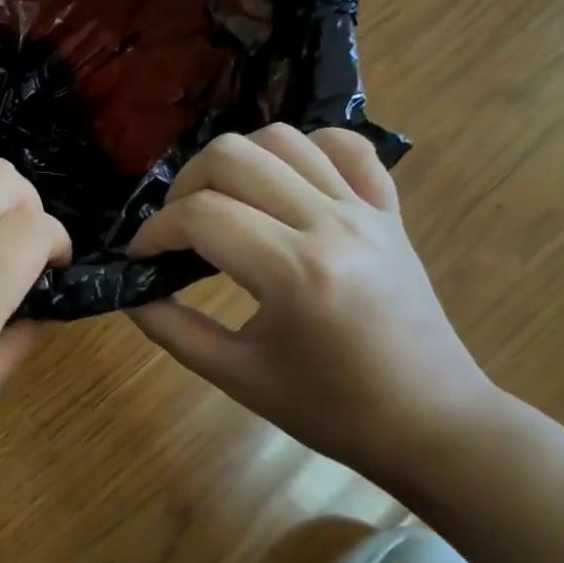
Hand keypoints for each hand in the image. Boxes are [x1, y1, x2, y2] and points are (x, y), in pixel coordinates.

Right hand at [126, 125, 497, 473]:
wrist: (432, 423)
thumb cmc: (332, 410)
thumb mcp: (239, 378)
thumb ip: (174, 330)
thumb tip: (131, 293)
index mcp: (295, 272)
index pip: (200, 216)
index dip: (154, 232)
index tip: (139, 258)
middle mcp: (330, 224)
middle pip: (234, 156)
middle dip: (184, 187)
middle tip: (174, 230)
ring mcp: (365, 210)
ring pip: (284, 139)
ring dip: (235, 162)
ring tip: (220, 203)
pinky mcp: (389, 211)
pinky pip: (347, 148)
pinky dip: (305, 149)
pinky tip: (284, 183)